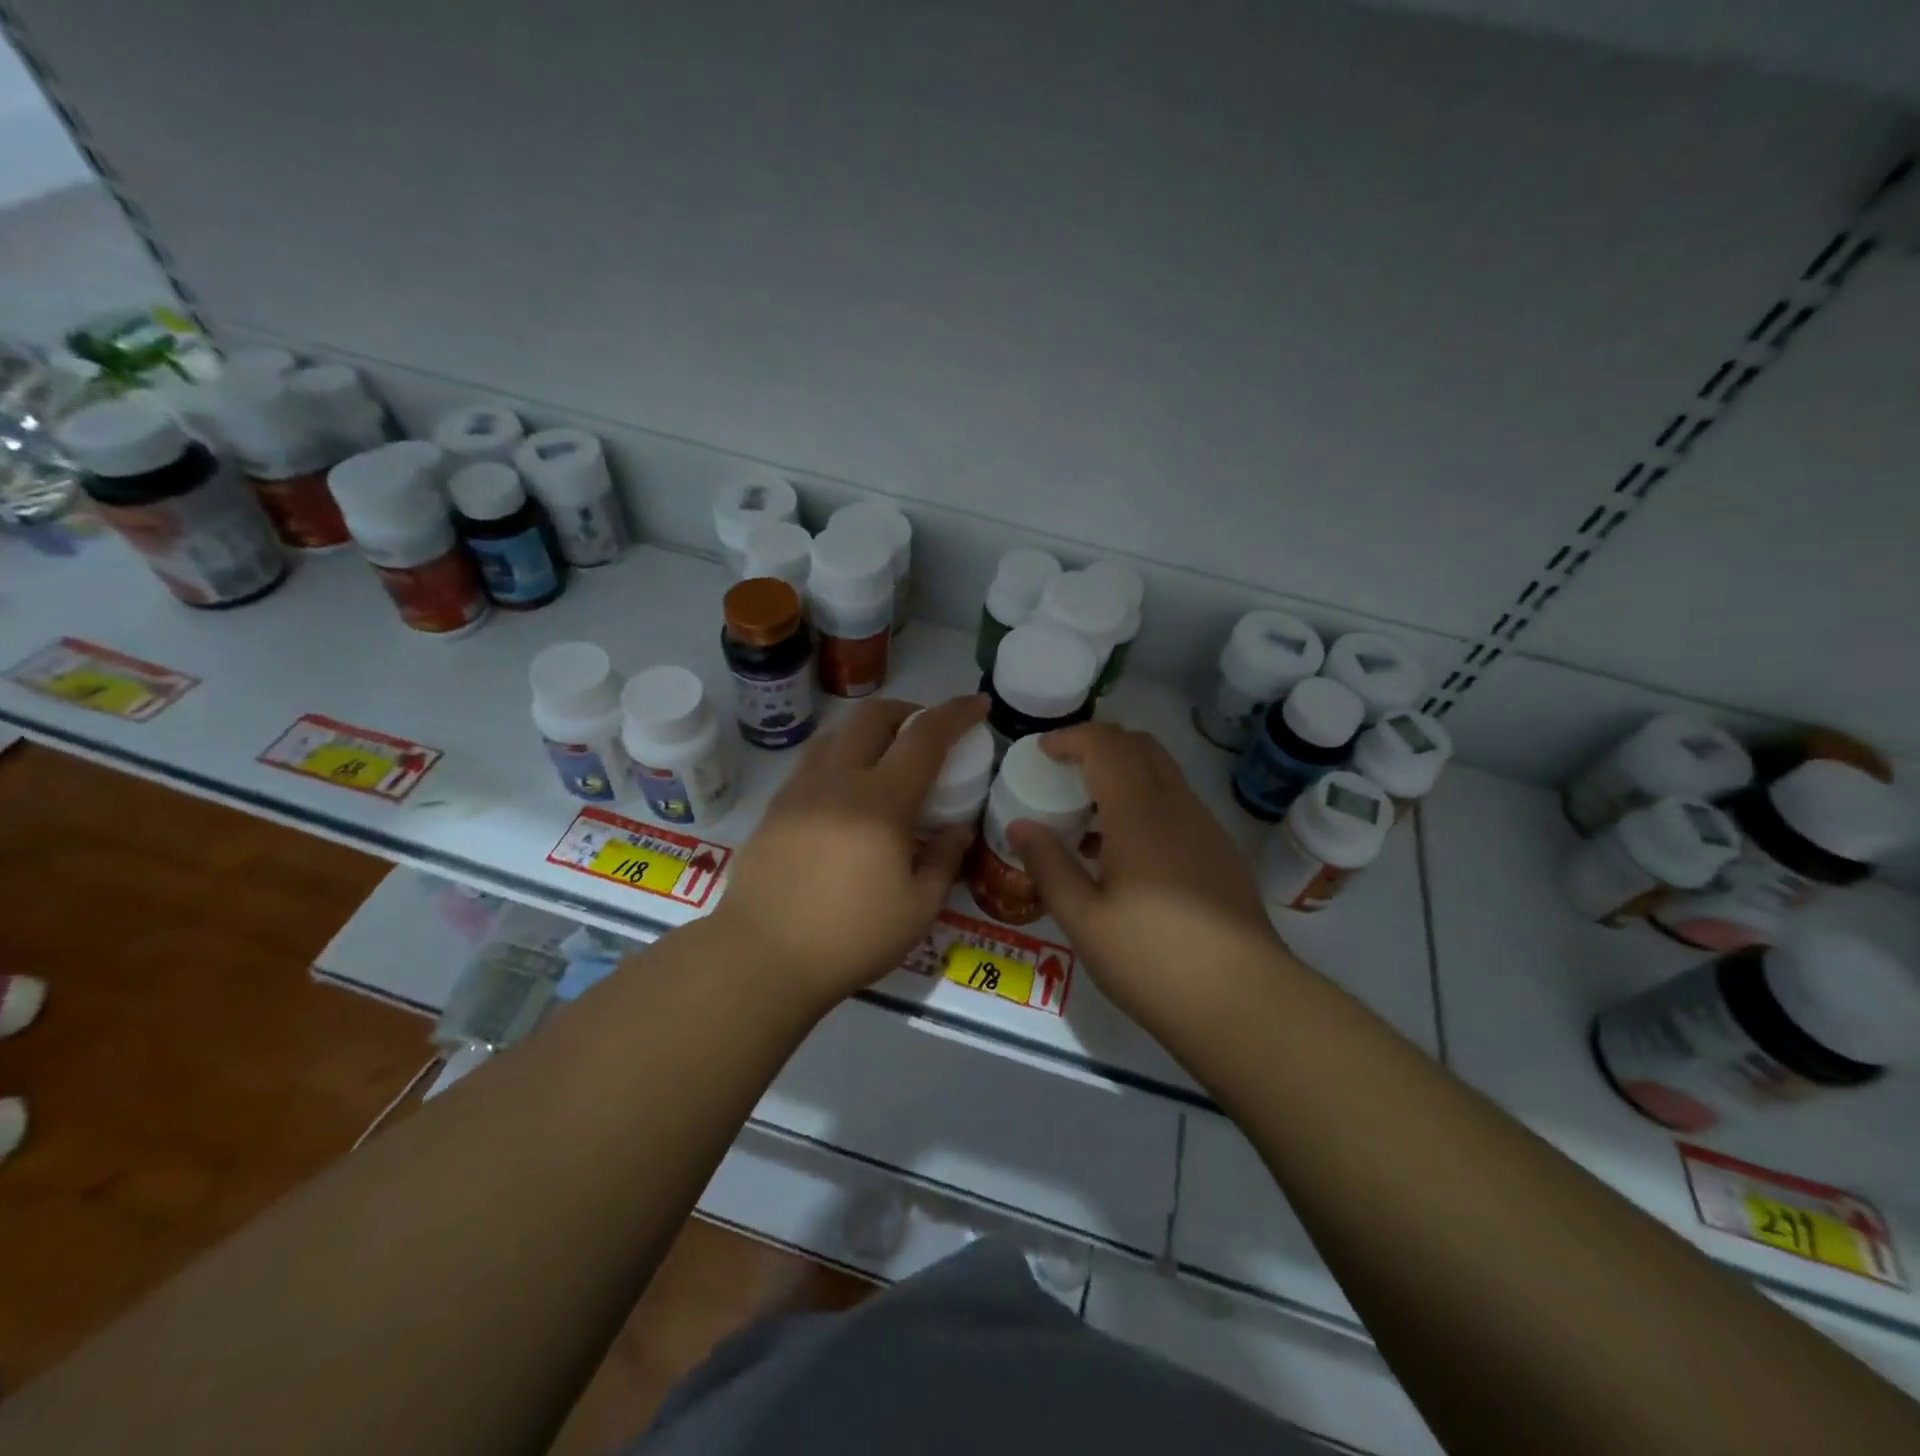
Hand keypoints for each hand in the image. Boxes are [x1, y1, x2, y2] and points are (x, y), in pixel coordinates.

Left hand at [713, 694, 988, 1015]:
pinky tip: (847, 789)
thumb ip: (944, 860)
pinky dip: (841, 754)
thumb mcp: (918, 909)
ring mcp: (800, 789)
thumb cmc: (849, 938)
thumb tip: (958, 830)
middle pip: (873, 716)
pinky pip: (814, 760)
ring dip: (870, 728)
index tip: (977, 704)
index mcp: (881, 801)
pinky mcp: (776, 807)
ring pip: (837, 732)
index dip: (955, 713)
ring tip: (886, 754)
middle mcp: (838, 780)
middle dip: (908, 709)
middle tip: (928, 730)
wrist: (761, 957)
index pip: (924, 737)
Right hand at [1007, 724, 1291, 1042]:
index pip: (1107, 745)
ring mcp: (1207, 829)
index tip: (1043, 752)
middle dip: (1100, 745)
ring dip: (1124, 775)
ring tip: (1089, 817)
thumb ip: (1049, 866)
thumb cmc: (1153, 959)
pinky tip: (1126, 855)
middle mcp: (1178, 808)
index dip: (1072, 738)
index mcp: (1140, 814)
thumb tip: (1020, 826)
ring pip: (1164, 775)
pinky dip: (1146, 804)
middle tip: (1065, 772)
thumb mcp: (1084, 920)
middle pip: (1141, 746)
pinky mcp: (1222, 854)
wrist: (1245, 1002)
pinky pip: (1178, 806)